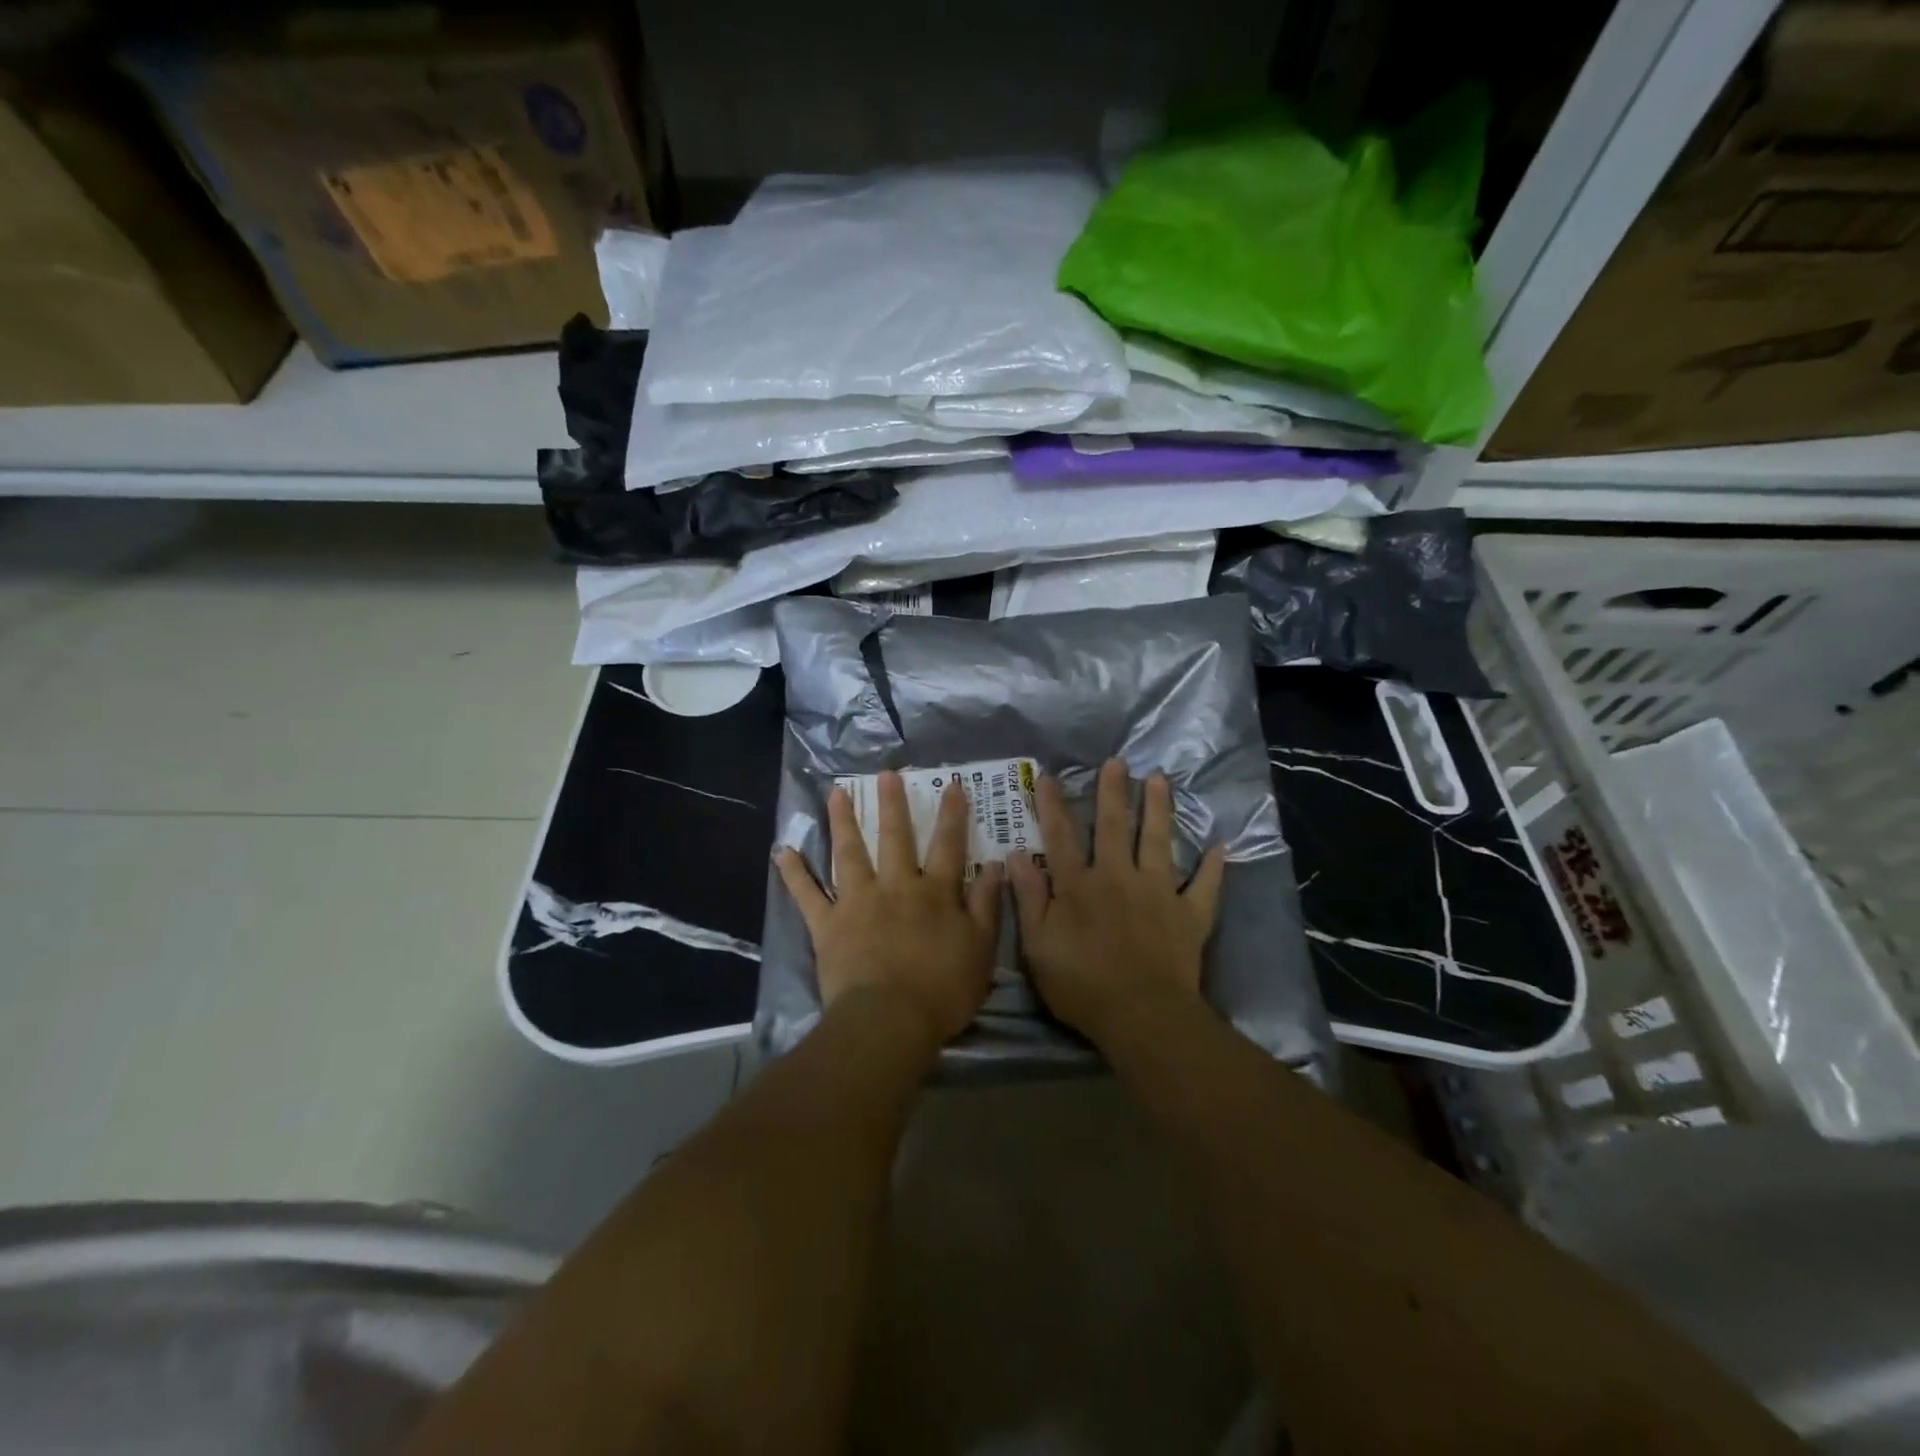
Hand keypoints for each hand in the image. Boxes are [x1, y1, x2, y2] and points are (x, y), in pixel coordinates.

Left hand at [776, 772, 1002, 1048]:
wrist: (889, 1020)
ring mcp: (857, 901)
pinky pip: (807, 894)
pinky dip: (794, 873)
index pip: (948, 845)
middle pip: (895, 838)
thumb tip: (995, 865)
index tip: (952, 784)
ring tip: (835, 793)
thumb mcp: (981, 949)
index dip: (952, 814)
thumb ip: (987, 905)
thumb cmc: (942, 990)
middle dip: (892, 804)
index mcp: (935, 893)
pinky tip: (783, 850)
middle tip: (885, 774)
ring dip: (842, 821)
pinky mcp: (827, 924)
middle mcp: (896, 886)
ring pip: (849, 853)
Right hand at [1008, 759, 1225, 1046]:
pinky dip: (1213, 866)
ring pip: (1158, 841)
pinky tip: (1220, 845)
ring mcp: (1159, 892)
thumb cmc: (1082, 985)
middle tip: (1118, 761)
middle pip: (1114, 826)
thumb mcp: (1038, 946)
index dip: (1053, 805)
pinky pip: (1204, 885)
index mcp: (1079, 885)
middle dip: (1113, 792)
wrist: (1142, 1016)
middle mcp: (1119, 877)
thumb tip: (1015, 855)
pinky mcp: (1189, 914)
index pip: (1061, 836)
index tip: (1049, 775)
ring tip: (1160, 779)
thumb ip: (1029, 898)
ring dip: (1159, 808)